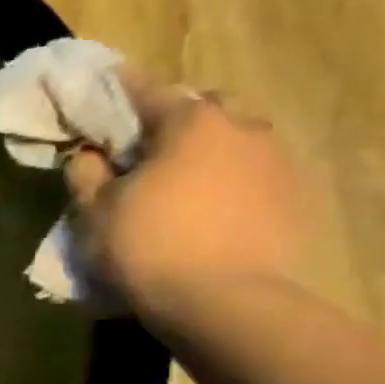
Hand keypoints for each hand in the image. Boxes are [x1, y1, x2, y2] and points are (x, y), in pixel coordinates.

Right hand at [65, 67, 304, 321]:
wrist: (225, 303)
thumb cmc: (148, 246)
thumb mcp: (95, 211)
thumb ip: (87, 174)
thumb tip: (90, 154)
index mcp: (191, 124)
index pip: (149, 91)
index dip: (122, 87)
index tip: (106, 80)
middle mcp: (244, 129)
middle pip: (207, 108)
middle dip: (178, 119)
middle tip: (148, 146)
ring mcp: (279, 163)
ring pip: (238, 140)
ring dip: (210, 151)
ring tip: (183, 181)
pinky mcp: (297, 199)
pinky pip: (256, 175)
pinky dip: (232, 182)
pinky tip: (212, 210)